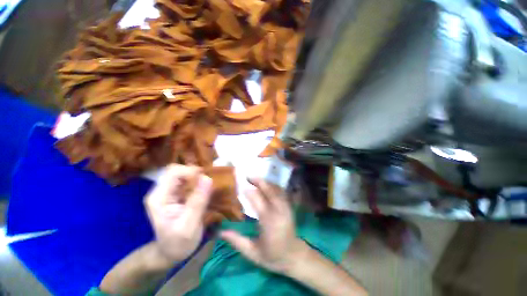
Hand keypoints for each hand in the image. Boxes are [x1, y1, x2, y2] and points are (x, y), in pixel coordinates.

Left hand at [144, 165, 212, 265]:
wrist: (170, 253)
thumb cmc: (178, 243)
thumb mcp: (190, 225)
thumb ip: (198, 201)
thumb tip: (207, 178)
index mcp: (159, 198)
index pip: (173, 172)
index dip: (191, 172)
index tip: (206, 181)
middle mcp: (160, 191)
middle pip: (177, 170)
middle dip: (194, 173)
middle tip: (207, 183)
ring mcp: (167, 192)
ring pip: (182, 173)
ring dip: (197, 177)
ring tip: (207, 186)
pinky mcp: (174, 194)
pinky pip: (186, 181)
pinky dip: (197, 181)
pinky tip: (204, 189)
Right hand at [220, 179, 307, 273]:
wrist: (294, 256)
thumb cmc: (273, 256)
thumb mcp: (253, 253)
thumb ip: (237, 241)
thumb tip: (220, 231)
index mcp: (268, 220)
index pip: (256, 198)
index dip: (247, 190)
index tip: (239, 186)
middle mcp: (278, 209)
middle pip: (268, 189)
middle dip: (257, 180)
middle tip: (247, 176)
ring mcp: (285, 206)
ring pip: (275, 188)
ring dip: (265, 181)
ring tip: (255, 179)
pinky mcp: (289, 206)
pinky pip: (280, 191)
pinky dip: (272, 185)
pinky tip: (266, 185)